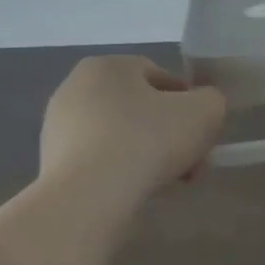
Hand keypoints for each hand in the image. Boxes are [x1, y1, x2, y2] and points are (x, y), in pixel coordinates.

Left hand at [39, 56, 226, 205]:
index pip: (160, 76)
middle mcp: (76, 88)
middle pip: (141, 108)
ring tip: (168, 182)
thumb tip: (203, 107)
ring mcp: (58, 127)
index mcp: (107, 65)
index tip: (201, 133)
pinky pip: (100, 161)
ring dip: (149, 155)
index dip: (189, 103)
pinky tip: (137, 192)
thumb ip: (212, 100)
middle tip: (191, 163)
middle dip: (170, 134)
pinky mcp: (52, 162)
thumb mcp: (205, 111)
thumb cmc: (147, 141)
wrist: (88, 198)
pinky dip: (122, 172)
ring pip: (121, 136)